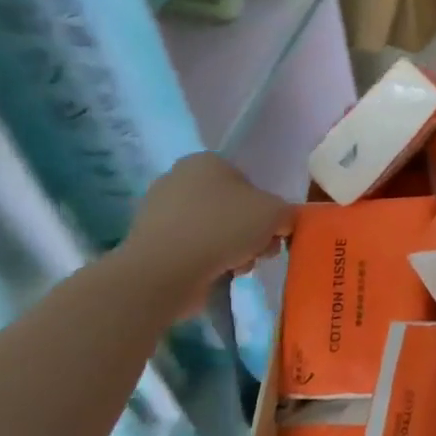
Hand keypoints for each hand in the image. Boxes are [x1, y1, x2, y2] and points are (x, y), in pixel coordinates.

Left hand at [125, 154, 293, 305]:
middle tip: (259, 252)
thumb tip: (280, 224)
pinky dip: (205, 261)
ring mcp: (159, 211)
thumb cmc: (223, 228)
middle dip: (249, 232)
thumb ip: (286, 213)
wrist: (164, 272)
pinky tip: (214, 275)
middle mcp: (179, 178)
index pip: (248, 180)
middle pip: (231, 207)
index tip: (271, 231)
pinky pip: (191, 248)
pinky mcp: (149, 243)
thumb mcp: (276, 213)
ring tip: (237, 268)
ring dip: (231, 249)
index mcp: (207, 160)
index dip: (266, 208)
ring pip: (213, 229)